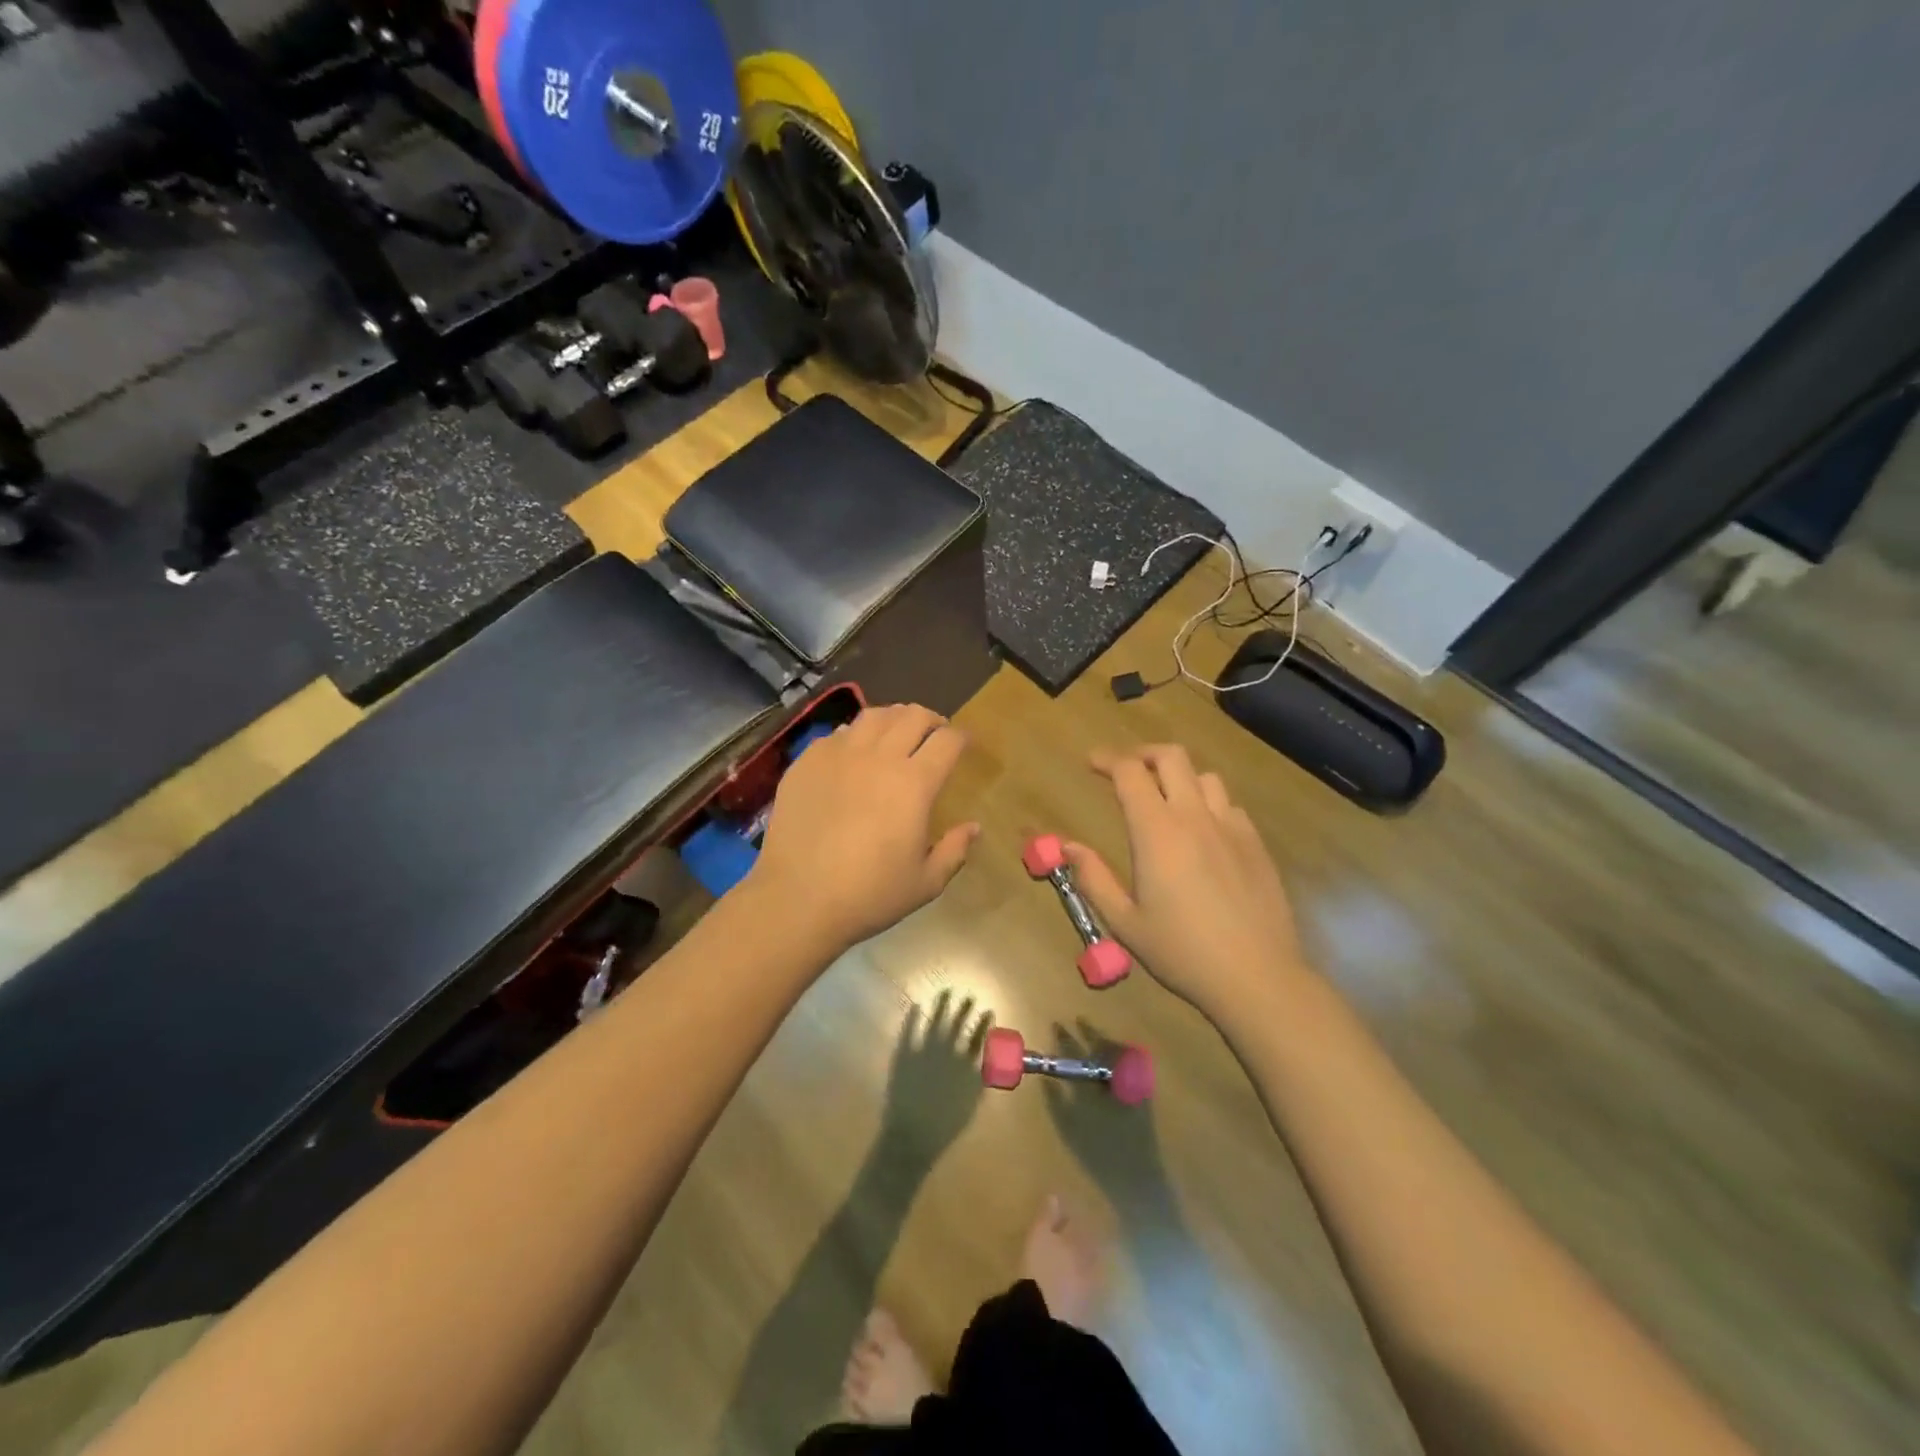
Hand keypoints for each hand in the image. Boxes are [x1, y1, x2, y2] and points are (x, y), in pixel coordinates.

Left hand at [748, 704, 978, 951]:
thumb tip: (973, 827)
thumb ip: (954, 850)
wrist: (797, 900)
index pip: (947, 740)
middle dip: (931, 720)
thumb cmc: (869, 895)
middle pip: (913, 715)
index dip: (961, 738)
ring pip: (874, 715)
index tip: (963, 746)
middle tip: (934, 735)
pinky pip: (838, 733)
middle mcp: (879, 757)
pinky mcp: (807, 761)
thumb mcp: (925, 883)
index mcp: (914, 783)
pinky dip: (855, 735)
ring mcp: (839, 754)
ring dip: (894, 719)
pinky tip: (854, 753)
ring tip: (896, 734)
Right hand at [1065, 744, 1310, 1024]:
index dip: (1107, 760)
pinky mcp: (1256, 844)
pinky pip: (1230, 806)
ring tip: (1166, 797)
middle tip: (1126, 770)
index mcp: (1157, 832)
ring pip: (1205, 777)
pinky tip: (1203, 830)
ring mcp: (1231, 827)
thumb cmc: (1182, 951)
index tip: (1091, 762)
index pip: (1130, 773)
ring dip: (1179, 777)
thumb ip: (1094, 879)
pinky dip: (1209, 803)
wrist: (1256, 976)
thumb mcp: (1125, 922)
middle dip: (1143, 754)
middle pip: (1171, 757)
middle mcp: (1195, 817)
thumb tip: (1068, 846)